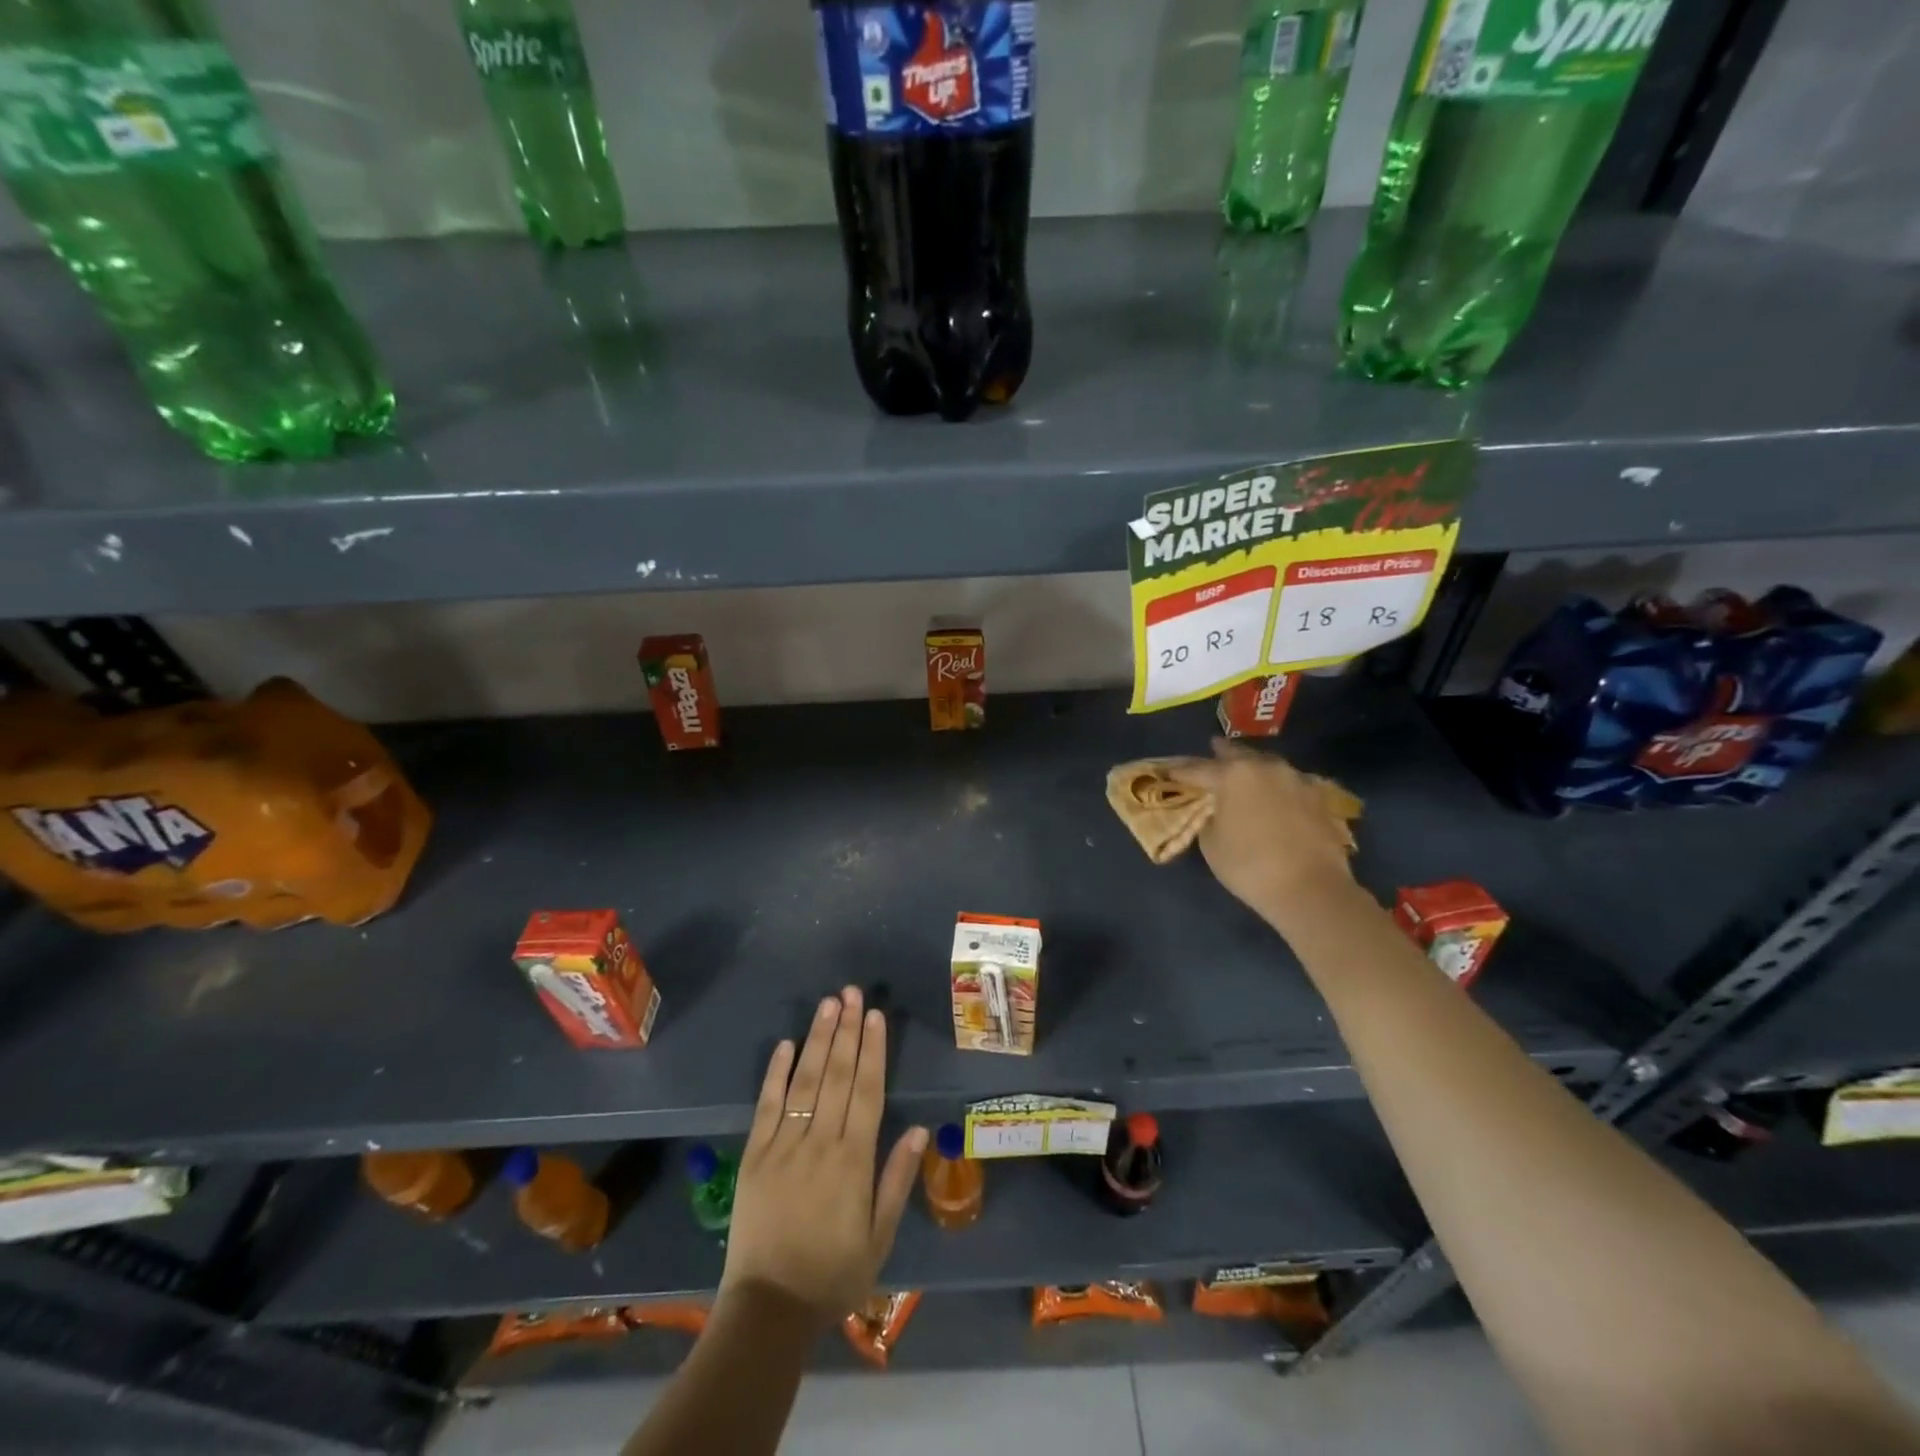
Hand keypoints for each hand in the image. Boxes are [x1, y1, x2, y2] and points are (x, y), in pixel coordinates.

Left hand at [720, 986, 926, 1322]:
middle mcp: (820, 1143)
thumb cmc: (832, 1275)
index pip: (867, 1091)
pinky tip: (784, 1044)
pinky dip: (775, 1073)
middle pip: (837, 1076)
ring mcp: (783, 1146)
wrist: (767, 1310)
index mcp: (853, 1161)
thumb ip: (896, 1180)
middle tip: (851, 992)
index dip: (872, 1050)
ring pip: (804, 1081)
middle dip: (846, 1031)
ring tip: (827, 1005)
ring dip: (817, 1040)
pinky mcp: (753, 1156)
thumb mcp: (878, 1238)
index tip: (875, 1015)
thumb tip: (918, 1130)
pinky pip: (766, 1106)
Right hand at [1168, 739, 1356, 923]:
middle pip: (1238, 755)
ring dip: (1253, 768)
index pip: (1198, 769)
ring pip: (1267, 765)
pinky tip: (1275, 794)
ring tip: (1244, 772)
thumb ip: (1210, 818)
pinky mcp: (1319, 797)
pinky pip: (1290, 783)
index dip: (1181, 772)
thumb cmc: (1250, 866)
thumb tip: (1218, 811)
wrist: (1312, 889)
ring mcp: (1296, 779)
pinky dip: (1278, 786)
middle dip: (1222, 754)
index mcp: (1233, 775)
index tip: (1169, 771)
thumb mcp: (1211, 844)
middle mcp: (1265, 767)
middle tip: (1212, 749)